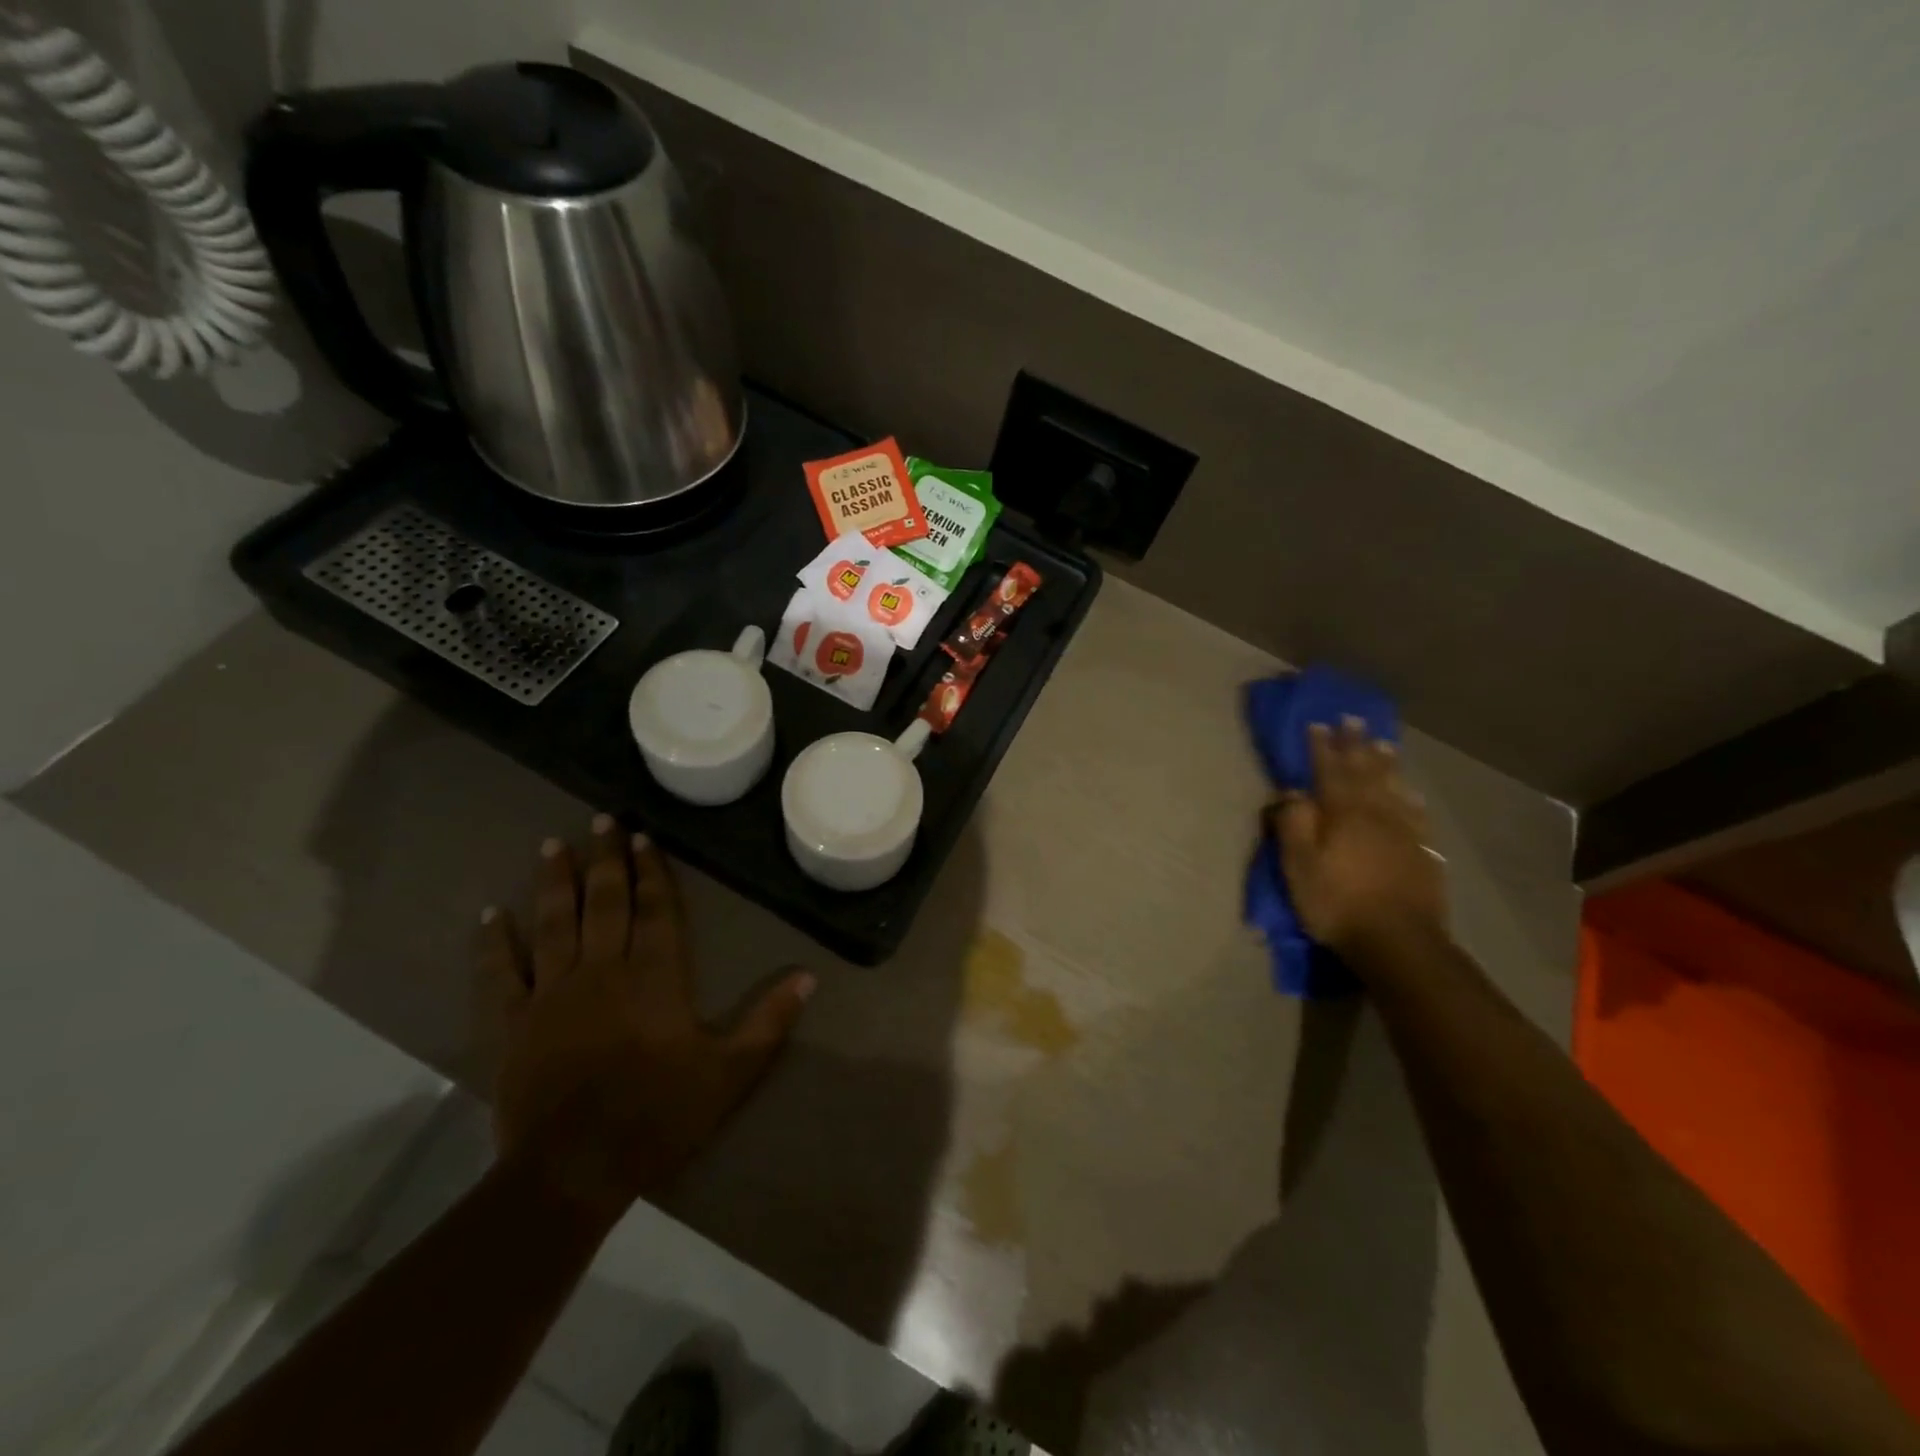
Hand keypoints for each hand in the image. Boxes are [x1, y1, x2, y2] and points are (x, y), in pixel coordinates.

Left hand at [479, 817, 813, 1224]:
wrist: (574, 1171)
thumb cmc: (658, 1116)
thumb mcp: (730, 1072)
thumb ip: (769, 1022)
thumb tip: (809, 977)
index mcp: (655, 976)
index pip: (654, 910)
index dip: (651, 871)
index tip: (643, 837)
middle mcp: (603, 970)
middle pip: (604, 902)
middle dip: (604, 858)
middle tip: (600, 819)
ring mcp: (552, 994)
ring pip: (553, 924)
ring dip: (554, 883)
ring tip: (552, 846)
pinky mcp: (513, 1023)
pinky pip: (501, 974)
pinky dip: (494, 943)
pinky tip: (490, 915)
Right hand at [1270, 718, 1447, 964]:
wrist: (1398, 942)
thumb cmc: (1337, 903)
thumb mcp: (1299, 865)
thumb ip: (1294, 824)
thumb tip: (1292, 792)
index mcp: (1342, 814)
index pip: (1329, 771)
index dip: (1322, 747)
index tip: (1318, 724)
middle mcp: (1375, 814)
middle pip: (1365, 772)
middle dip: (1356, 745)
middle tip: (1353, 719)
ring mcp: (1404, 832)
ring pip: (1393, 788)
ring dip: (1385, 764)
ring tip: (1382, 743)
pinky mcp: (1422, 853)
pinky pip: (1416, 815)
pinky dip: (1410, 798)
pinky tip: (1410, 793)